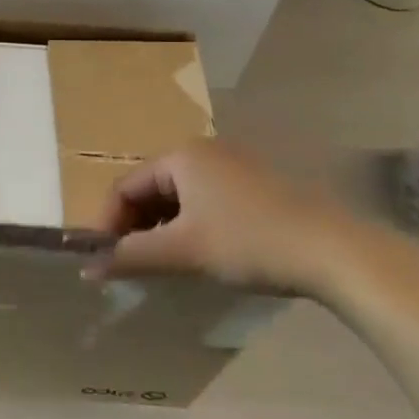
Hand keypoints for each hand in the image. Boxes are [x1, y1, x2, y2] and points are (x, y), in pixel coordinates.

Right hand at [87, 140, 391, 296]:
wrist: (333, 250)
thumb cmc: (248, 242)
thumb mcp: (183, 251)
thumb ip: (132, 256)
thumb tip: (86, 268)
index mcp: (180, 156)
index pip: (124, 186)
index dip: (107, 223)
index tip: (103, 260)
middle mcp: (203, 150)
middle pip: (151, 188)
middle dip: (135, 226)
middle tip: (133, 265)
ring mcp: (232, 165)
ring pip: (179, 195)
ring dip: (162, 228)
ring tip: (164, 263)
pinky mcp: (255, 184)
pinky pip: (205, 199)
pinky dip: (191, 224)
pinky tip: (201, 253)